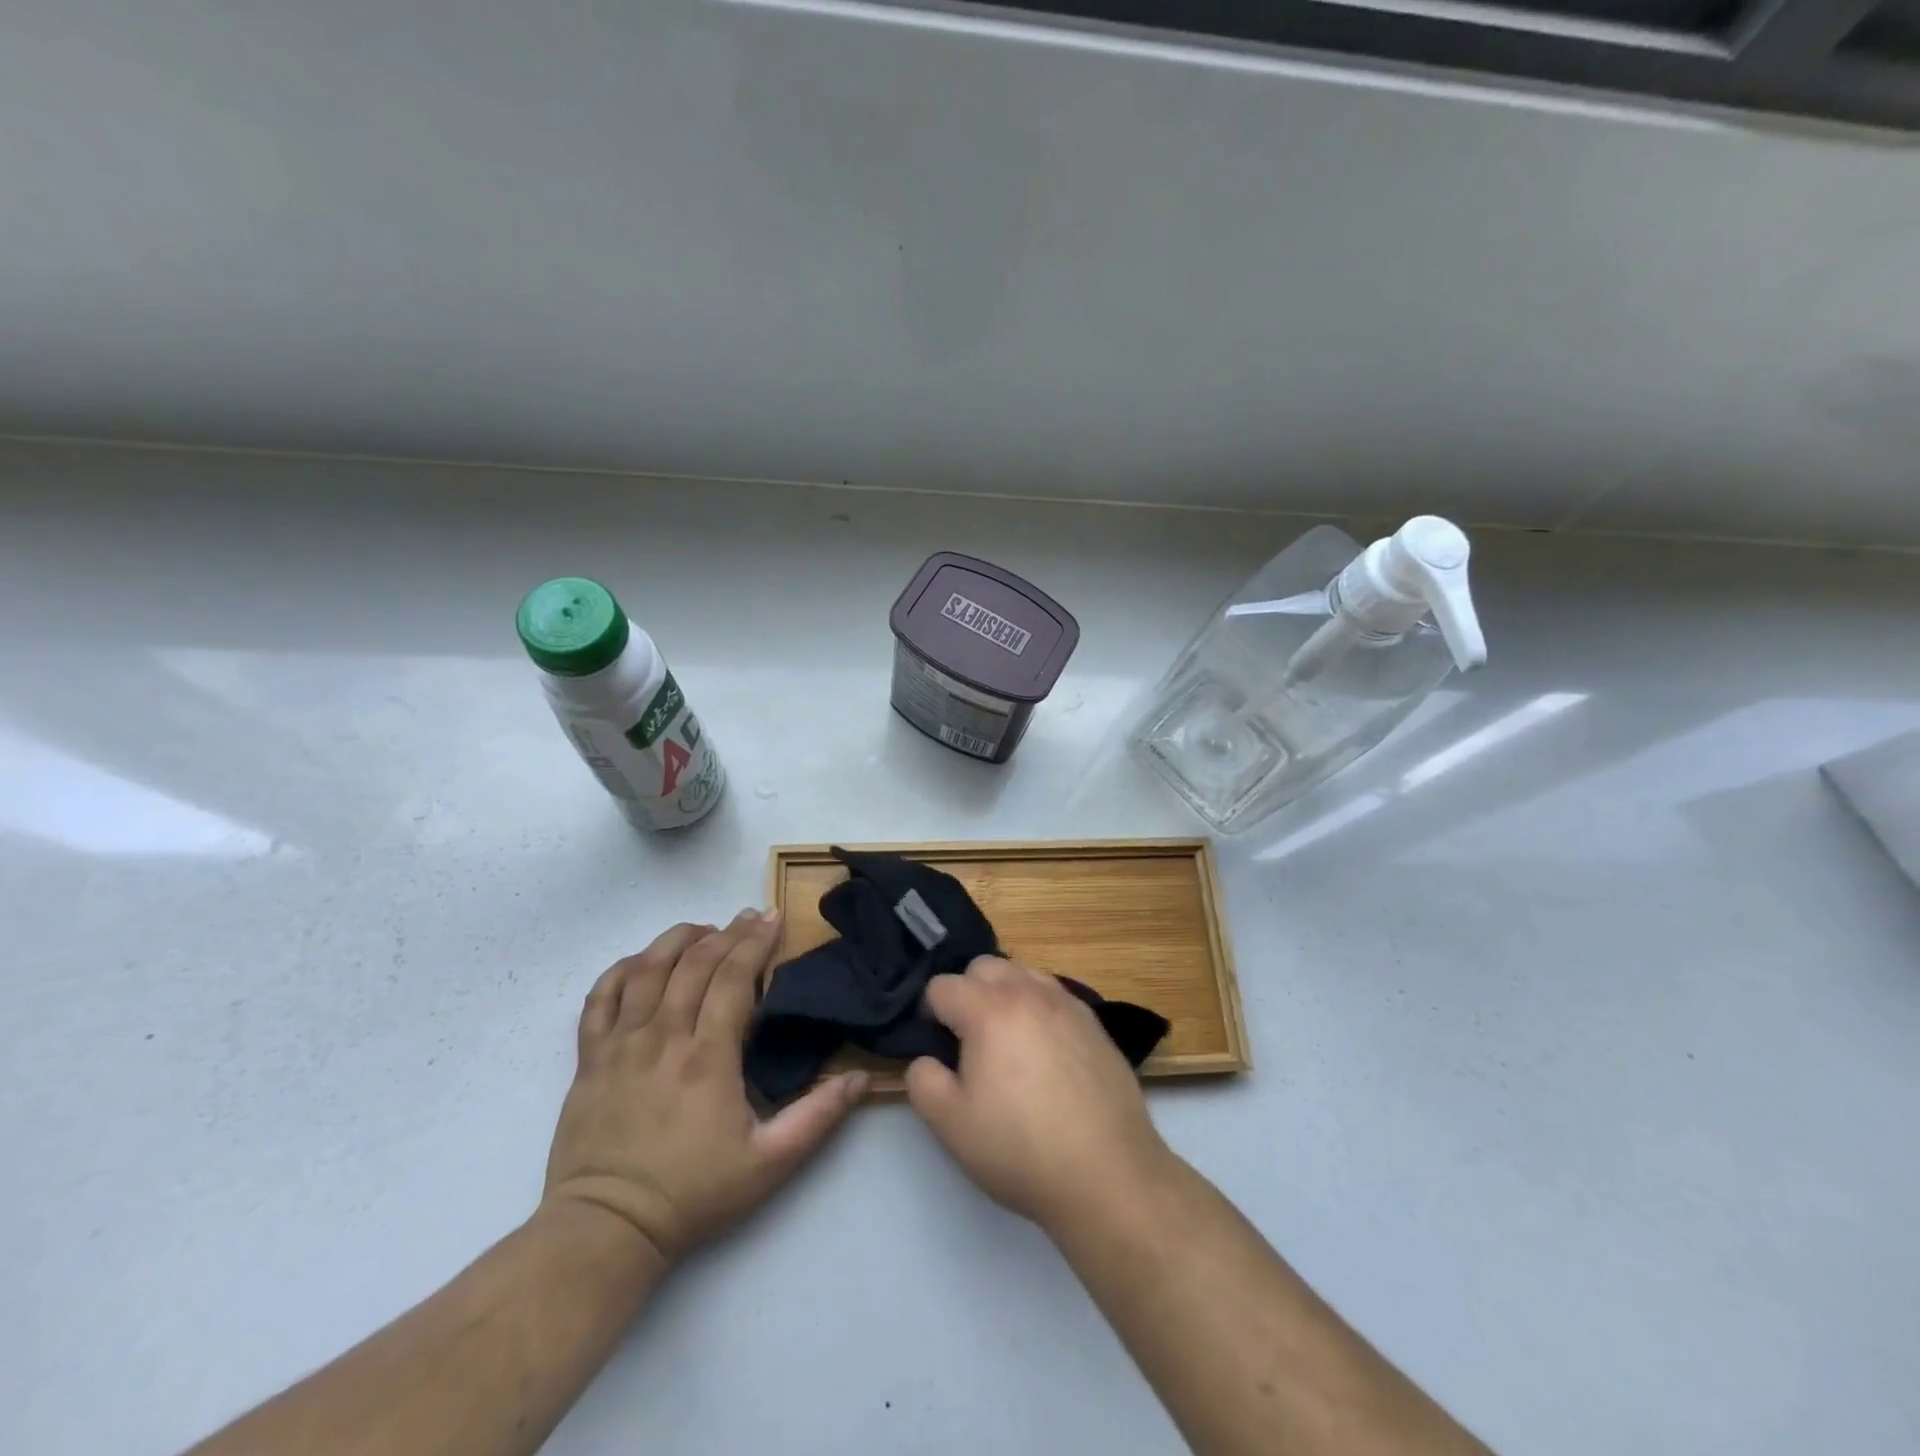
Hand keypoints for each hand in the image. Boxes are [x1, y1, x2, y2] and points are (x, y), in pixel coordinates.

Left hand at [543, 912, 868, 1264]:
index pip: (733, 977)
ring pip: (647, 968)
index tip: (773, 918)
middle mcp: (663, 1036)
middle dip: (727, 932)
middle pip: (695, 962)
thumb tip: (860, 1079)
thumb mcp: (769, 1163)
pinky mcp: (589, 1057)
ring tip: (703, 928)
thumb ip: (817, 1117)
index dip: (755, 941)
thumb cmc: (692, 1193)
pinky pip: (601, 996)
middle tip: (749, 918)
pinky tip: (642, 961)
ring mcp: (620, 1043)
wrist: (605, 1230)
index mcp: (708, 1056)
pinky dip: (623, 968)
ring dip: (678, 939)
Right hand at [905, 956, 1173, 1233]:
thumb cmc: (1021, 1149)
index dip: (929, 1014)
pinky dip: (1037, 1007)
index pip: (942, 986)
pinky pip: (1054, 995)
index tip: (936, 1047)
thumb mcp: (951, 1125)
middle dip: (967, 993)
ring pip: (1022, 973)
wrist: (1108, 1173)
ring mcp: (1066, 1003)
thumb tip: (927, 1059)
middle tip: (968, 1040)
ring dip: (1004, 994)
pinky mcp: (1094, 1022)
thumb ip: (922, 1081)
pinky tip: (1044, 1051)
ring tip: (1007, 1041)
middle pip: (984, 966)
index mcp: (989, 1010)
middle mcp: (1028, 992)